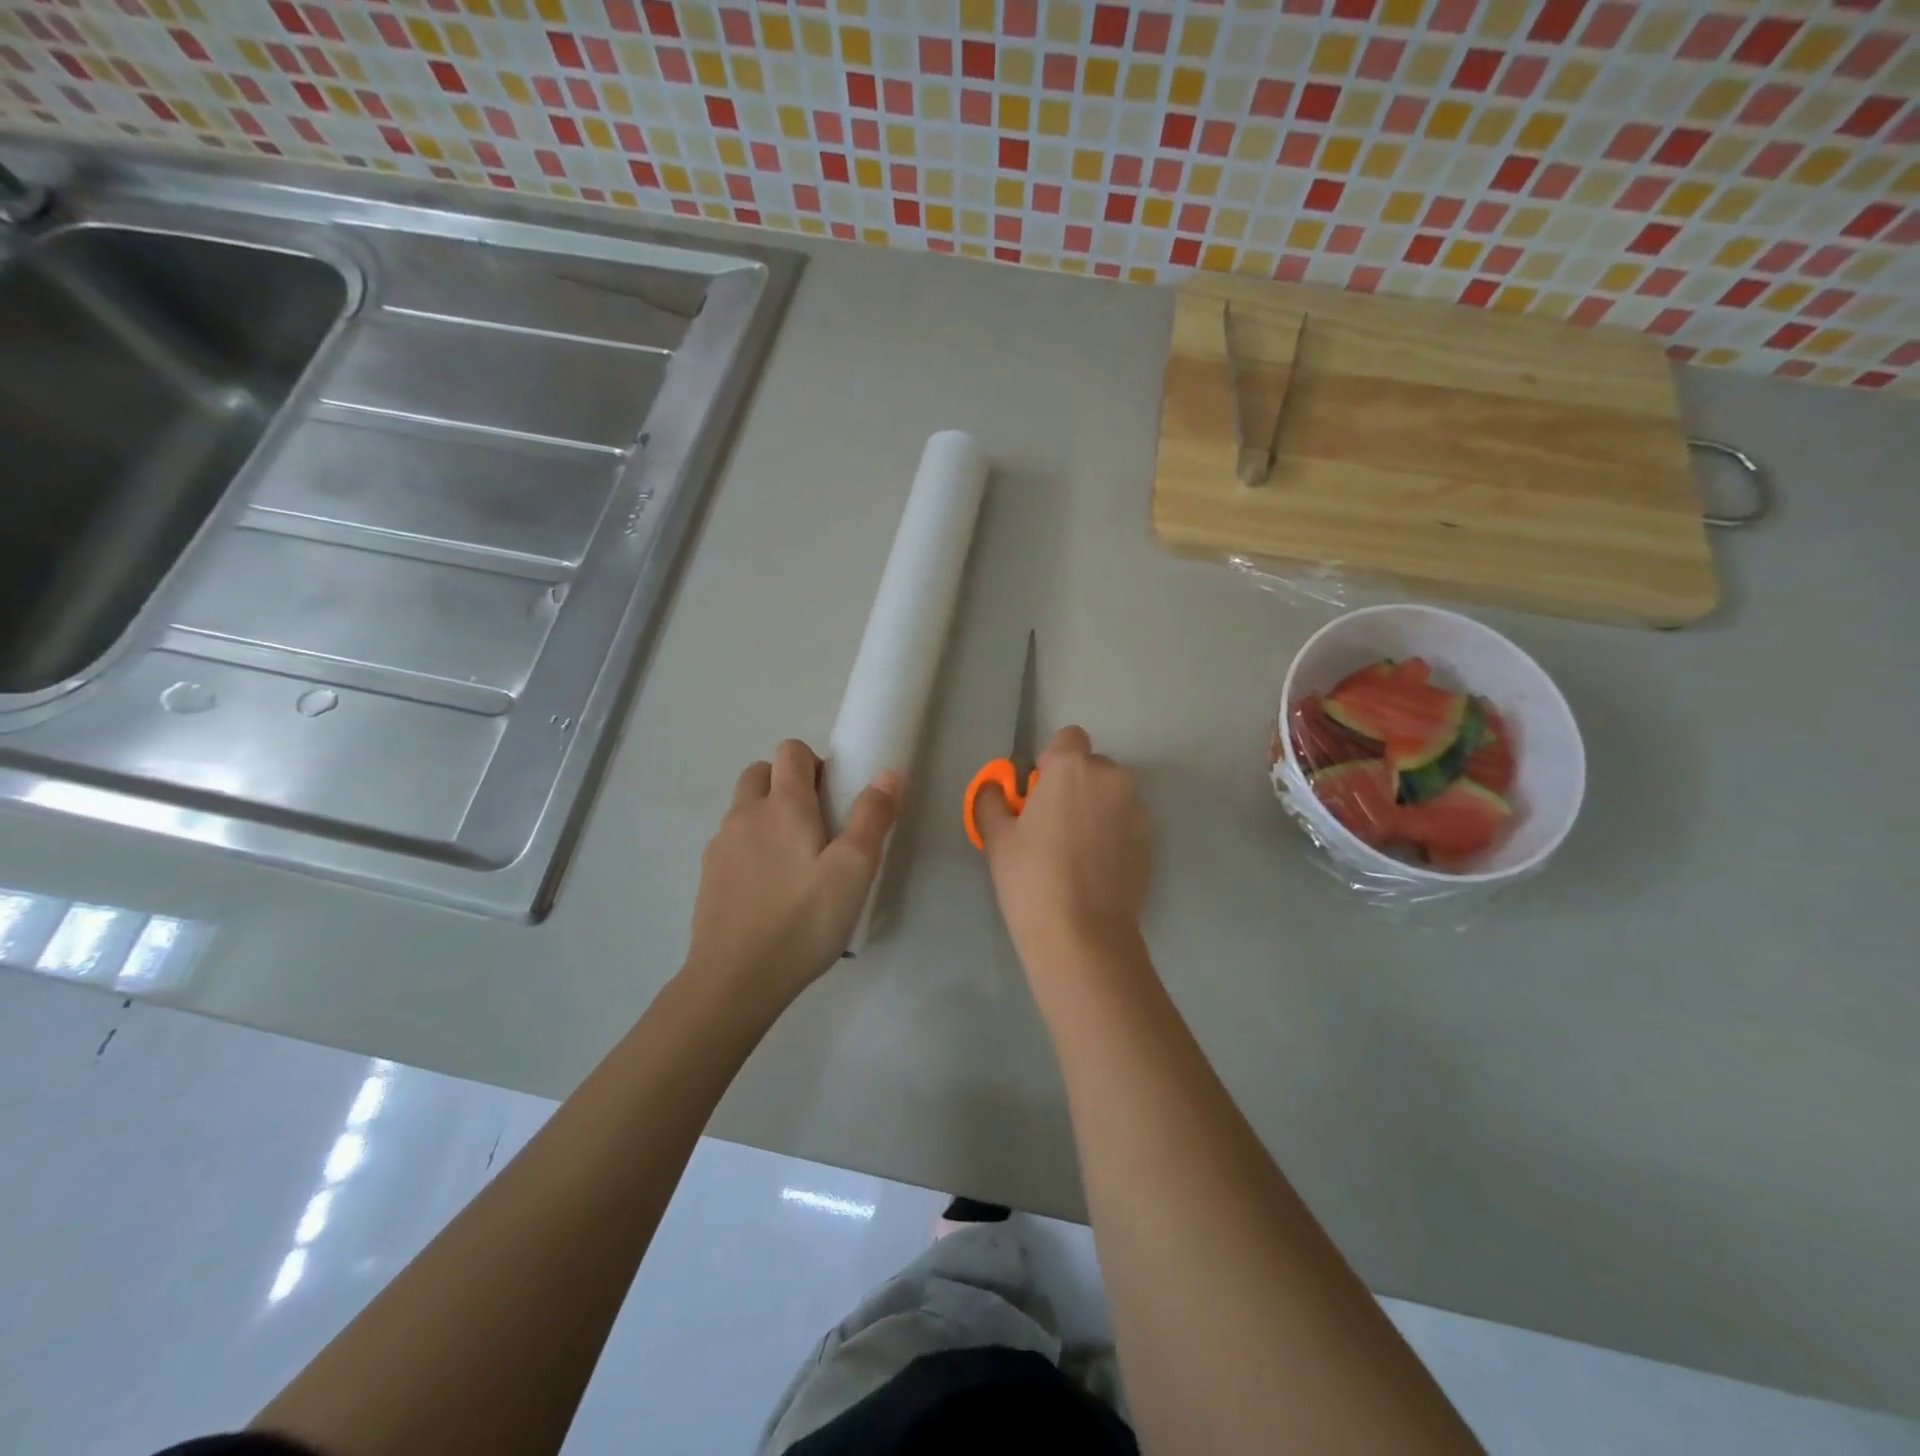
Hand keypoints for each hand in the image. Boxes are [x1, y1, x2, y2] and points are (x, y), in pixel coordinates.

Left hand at [685, 740, 898, 1009]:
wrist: (735, 979)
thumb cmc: (804, 920)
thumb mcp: (854, 870)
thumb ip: (871, 817)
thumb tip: (885, 774)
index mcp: (783, 805)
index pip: (790, 751)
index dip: (814, 762)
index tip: (834, 798)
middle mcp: (745, 814)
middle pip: (760, 772)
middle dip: (787, 783)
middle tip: (816, 825)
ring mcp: (720, 845)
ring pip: (743, 808)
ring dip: (767, 815)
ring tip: (794, 862)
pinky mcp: (708, 876)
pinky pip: (732, 843)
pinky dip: (750, 848)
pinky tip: (769, 890)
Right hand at [976, 726, 1151, 962]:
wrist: (1083, 934)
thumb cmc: (1031, 878)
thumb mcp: (997, 837)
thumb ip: (992, 801)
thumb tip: (995, 789)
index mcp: (1072, 768)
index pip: (1068, 737)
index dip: (1052, 760)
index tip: (1038, 793)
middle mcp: (1112, 778)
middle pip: (1092, 766)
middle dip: (1074, 785)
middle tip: (1052, 825)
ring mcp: (1136, 810)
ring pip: (1111, 794)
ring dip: (1095, 808)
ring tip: (1074, 851)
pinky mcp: (1150, 840)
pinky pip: (1126, 821)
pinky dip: (1112, 833)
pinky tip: (1094, 868)